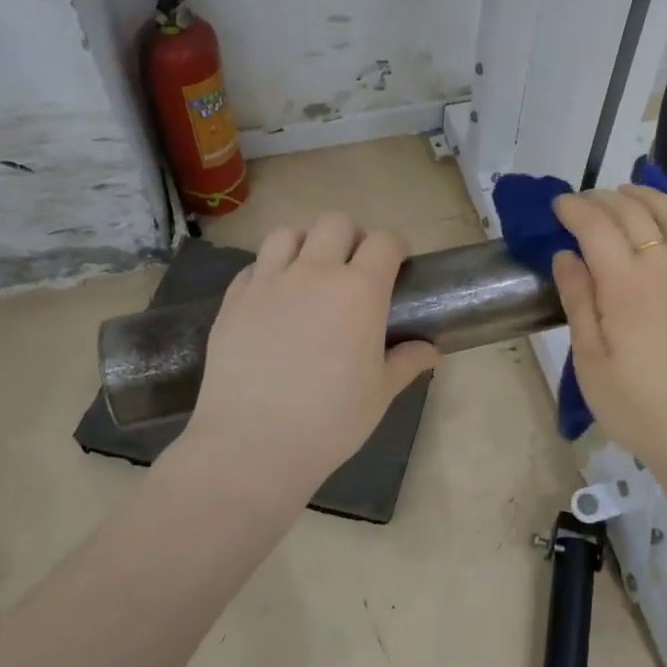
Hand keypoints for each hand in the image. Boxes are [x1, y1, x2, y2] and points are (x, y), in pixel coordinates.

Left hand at [180, 213, 439, 499]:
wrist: (253, 444)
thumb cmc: (330, 421)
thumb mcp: (380, 393)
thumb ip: (407, 361)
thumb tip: (433, 351)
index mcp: (359, 291)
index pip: (384, 240)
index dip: (394, 247)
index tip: (396, 265)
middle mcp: (314, 273)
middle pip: (335, 223)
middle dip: (351, 237)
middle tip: (353, 269)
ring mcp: (268, 282)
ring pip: (288, 233)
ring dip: (306, 244)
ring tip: (309, 273)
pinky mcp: (234, 299)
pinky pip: (254, 265)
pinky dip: (268, 270)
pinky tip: (273, 299)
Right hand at [552, 186, 666, 479]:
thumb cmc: (635, 405)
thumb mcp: (590, 360)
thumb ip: (578, 300)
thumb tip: (565, 254)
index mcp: (626, 286)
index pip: (596, 226)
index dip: (574, 208)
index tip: (557, 207)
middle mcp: (666, 266)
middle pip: (633, 211)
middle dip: (602, 199)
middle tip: (581, 205)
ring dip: (645, 194)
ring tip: (623, 194)